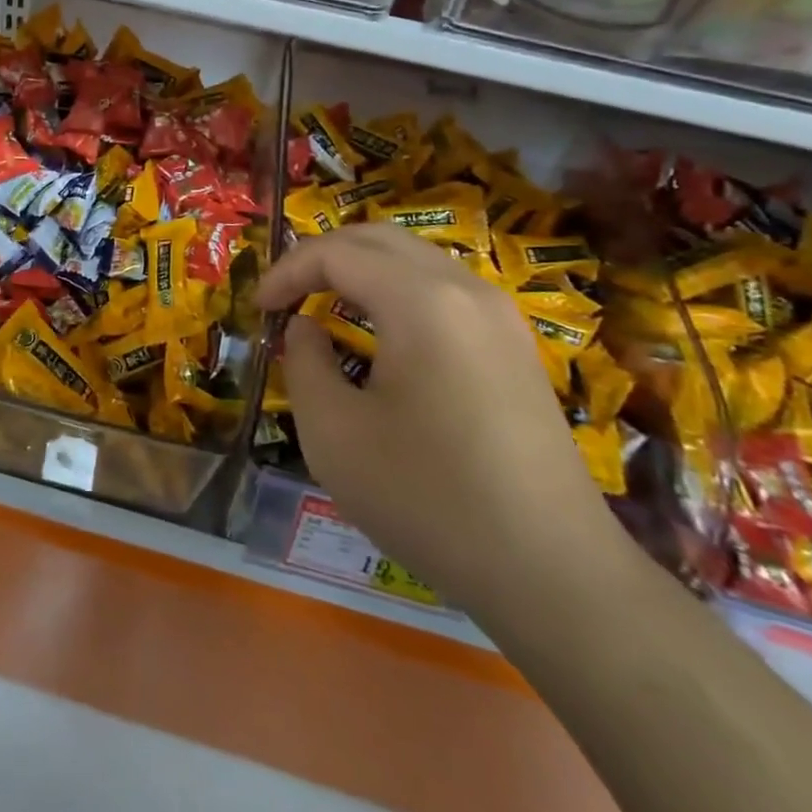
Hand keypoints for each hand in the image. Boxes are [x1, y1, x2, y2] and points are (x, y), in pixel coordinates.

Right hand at [258, 224, 621, 615]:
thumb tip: (306, 328)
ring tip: (326, 307)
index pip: (336, 252)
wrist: (553, 572)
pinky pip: (443, 289)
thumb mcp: (333, 434)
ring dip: (362, 270)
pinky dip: (397, 291)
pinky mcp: (515, 346)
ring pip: (415, 259)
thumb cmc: (428, 498)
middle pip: (379, 238)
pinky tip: (382, 334)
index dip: (286, 271)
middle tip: (286, 295)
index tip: (257, 308)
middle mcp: (465, 290)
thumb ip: (303, 362)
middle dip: (322, 256)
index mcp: (420, 301)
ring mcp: (499, 316)